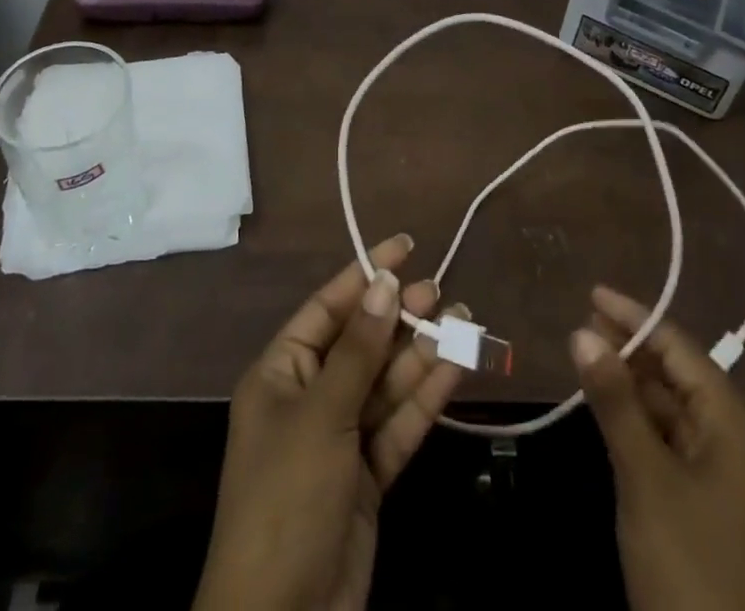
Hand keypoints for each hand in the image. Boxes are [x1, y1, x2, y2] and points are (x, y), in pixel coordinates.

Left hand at [193, 235, 467, 610]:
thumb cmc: (286, 498)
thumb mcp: (321, 415)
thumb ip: (358, 349)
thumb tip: (385, 282)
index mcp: (282, 373)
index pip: (327, 307)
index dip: (364, 274)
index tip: (404, 246)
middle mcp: (310, 397)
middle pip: (362, 343)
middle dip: (400, 316)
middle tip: (441, 291)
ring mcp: (340, 438)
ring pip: (386, 383)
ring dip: (422, 354)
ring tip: (462, 320)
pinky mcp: (367, 476)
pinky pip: (398, 424)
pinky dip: (425, 398)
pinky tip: (455, 369)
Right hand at [573, 285, 744, 610]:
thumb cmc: (689, 569)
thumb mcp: (645, 479)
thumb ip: (615, 401)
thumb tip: (582, 332)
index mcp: (738, 430)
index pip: (683, 351)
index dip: (637, 318)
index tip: (592, 293)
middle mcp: (741, 447)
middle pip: (683, 378)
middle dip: (634, 348)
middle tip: (584, 322)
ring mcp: (731, 484)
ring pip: (678, 413)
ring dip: (636, 384)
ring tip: (590, 356)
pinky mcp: (716, 514)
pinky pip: (677, 446)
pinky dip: (644, 422)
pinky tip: (613, 412)